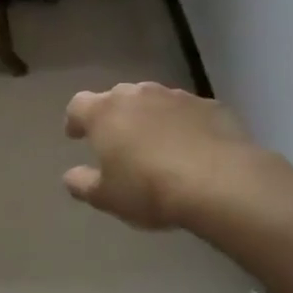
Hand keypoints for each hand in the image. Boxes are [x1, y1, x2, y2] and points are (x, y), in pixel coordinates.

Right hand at [63, 83, 262, 229]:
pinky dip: (181, 124)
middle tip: (116, 140)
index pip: (78, 105)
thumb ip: (82, 184)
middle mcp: (138, 95)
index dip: (75, 120)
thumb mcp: (106, 197)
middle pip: (117, 97)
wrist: (221, 182)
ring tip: (154, 144)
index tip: (76, 136)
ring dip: (148, 117)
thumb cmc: (149, 189)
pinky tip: (190, 148)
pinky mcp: (211, 106)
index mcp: (104, 113)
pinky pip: (187, 112)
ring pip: (153, 101)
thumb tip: (72, 176)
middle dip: (113, 115)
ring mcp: (177, 97)